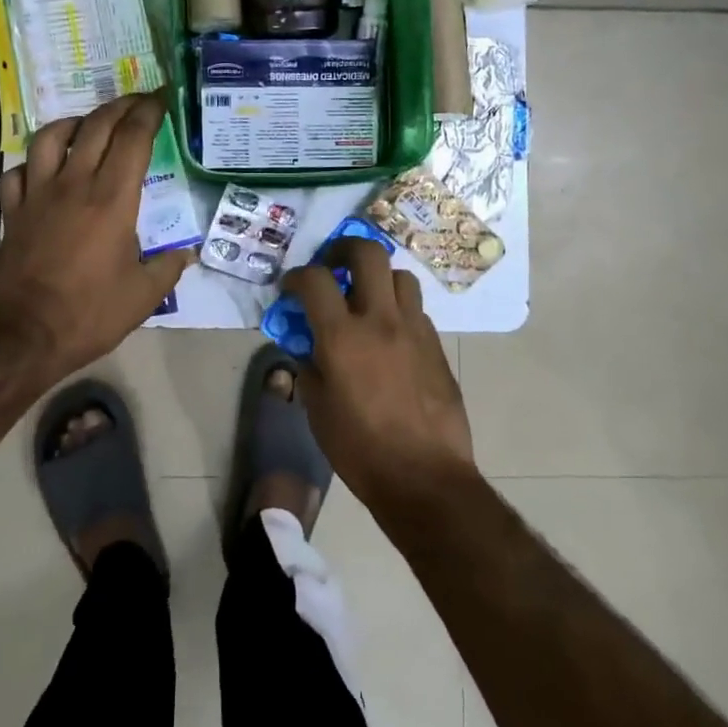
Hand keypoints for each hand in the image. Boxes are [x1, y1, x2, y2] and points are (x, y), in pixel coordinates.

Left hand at [0, 93, 193, 387]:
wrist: (23, 337)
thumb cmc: (90, 315)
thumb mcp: (144, 296)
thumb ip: (169, 267)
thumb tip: (186, 252)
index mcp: (112, 200)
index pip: (133, 138)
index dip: (149, 112)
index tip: (162, 99)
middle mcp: (73, 185)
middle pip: (96, 126)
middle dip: (120, 106)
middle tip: (137, 103)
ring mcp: (37, 195)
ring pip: (50, 137)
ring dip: (73, 123)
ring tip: (88, 126)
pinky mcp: (12, 212)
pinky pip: (17, 171)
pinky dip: (32, 162)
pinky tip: (43, 170)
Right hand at [281, 238, 476, 516]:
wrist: (425, 477)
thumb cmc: (360, 449)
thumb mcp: (317, 410)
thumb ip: (308, 367)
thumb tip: (308, 347)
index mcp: (343, 336)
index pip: (314, 279)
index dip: (296, 276)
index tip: (290, 288)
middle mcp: (381, 320)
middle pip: (367, 253)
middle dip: (344, 249)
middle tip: (333, 265)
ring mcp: (415, 329)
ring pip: (399, 276)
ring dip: (378, 278)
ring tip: (366, 299)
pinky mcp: (436, 345)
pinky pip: (416, 309)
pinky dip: (398, 309)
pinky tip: (390, 335)